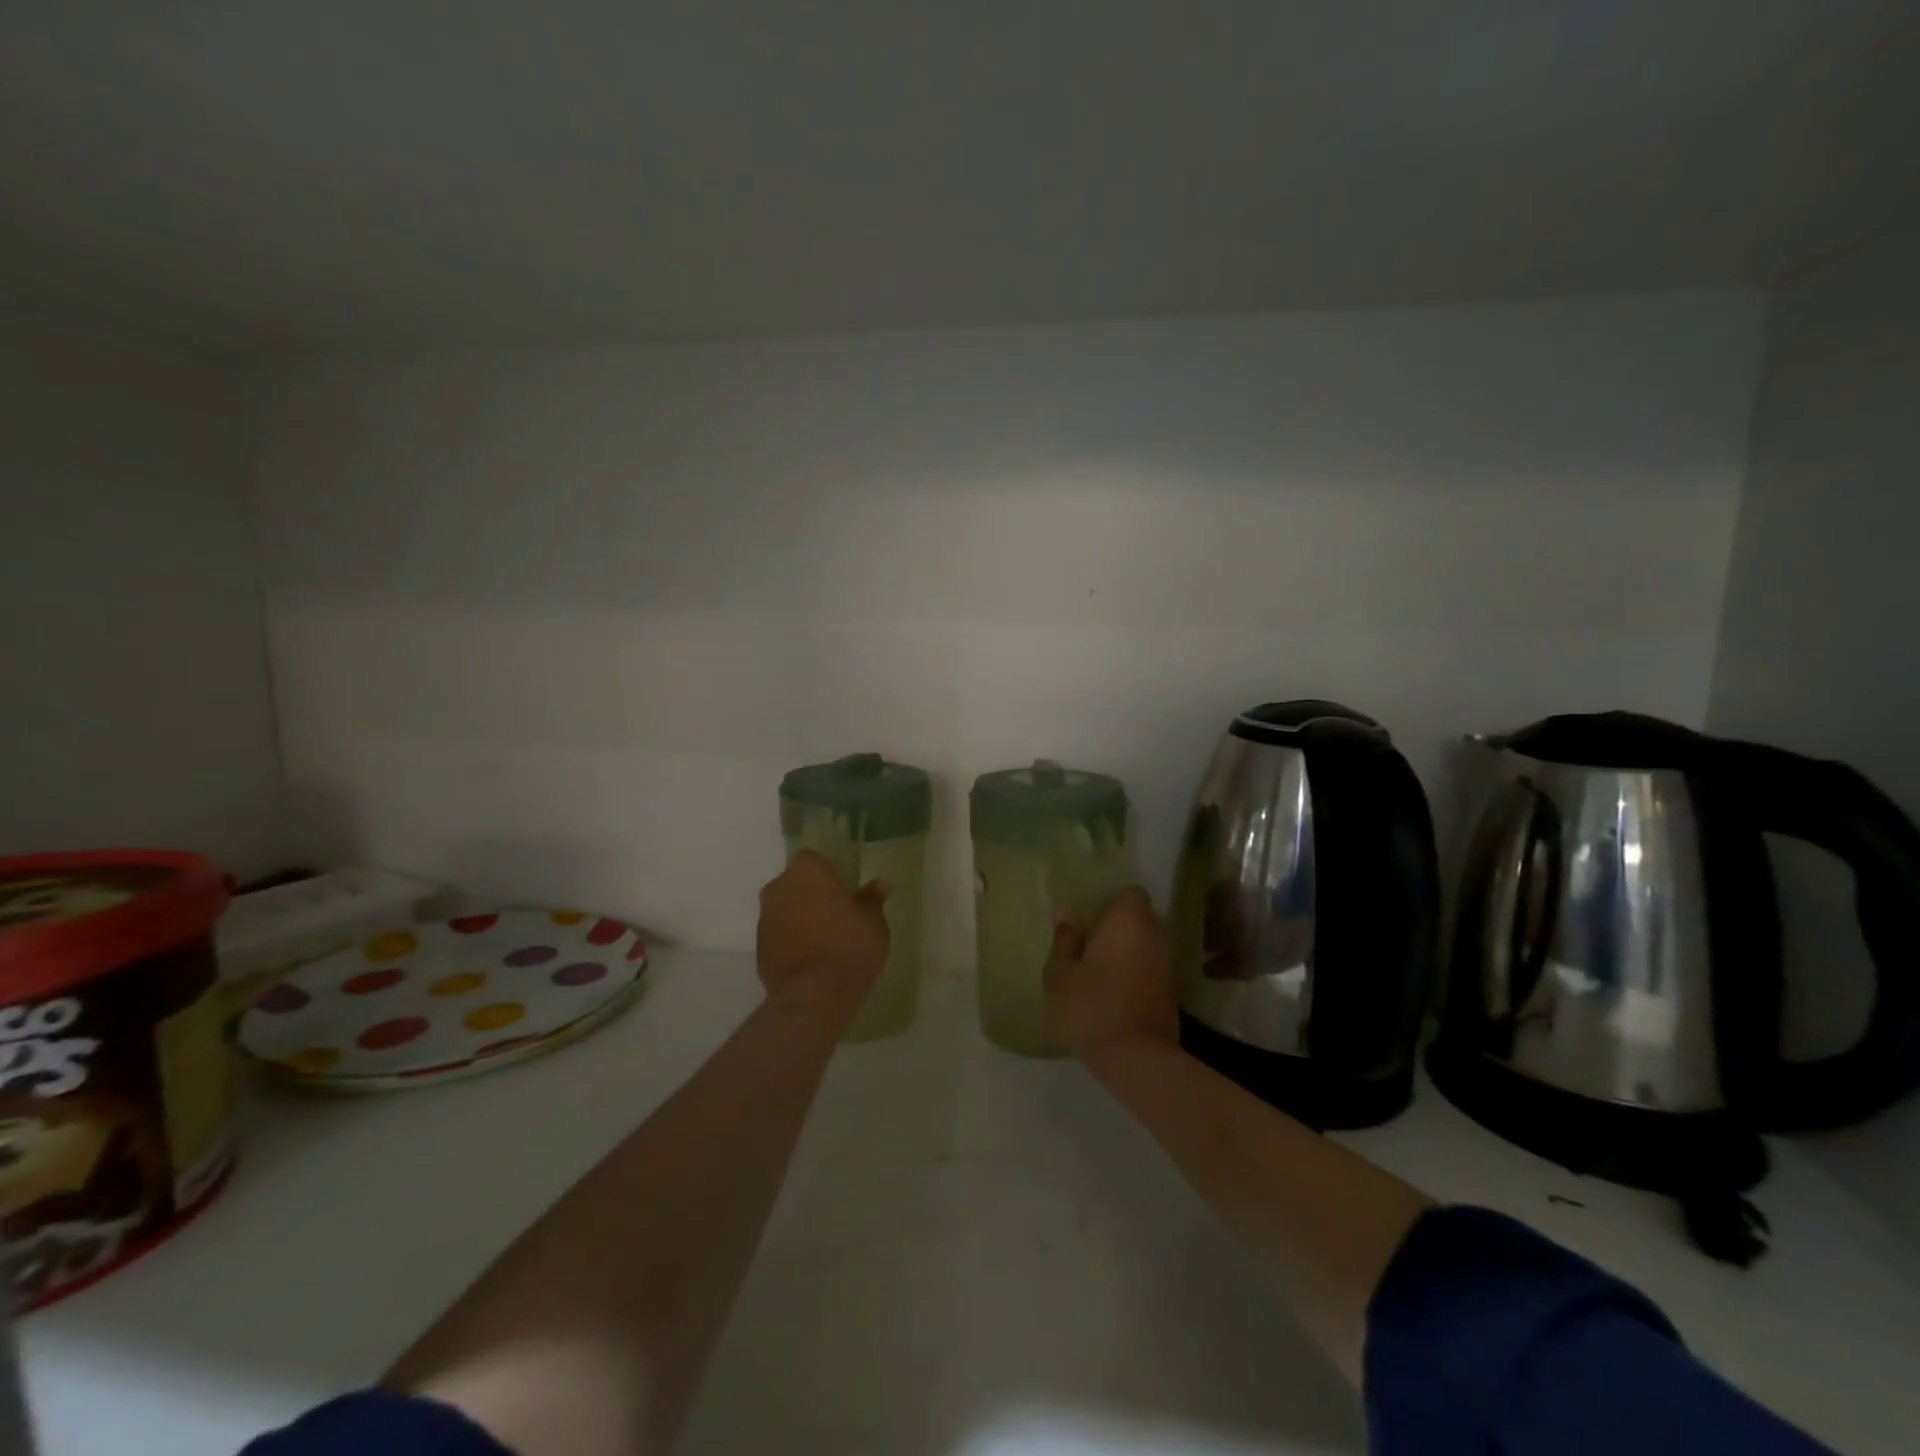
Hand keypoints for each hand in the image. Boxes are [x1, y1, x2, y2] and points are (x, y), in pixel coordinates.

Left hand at [756, 851, 889, 1014]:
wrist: (817, 993)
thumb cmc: (850, 944)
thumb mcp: (873, 920)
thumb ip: (872, 898)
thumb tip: (881, 884)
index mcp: (806, 871)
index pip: (813, 860)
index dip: (828, 874)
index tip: (843, 891)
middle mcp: (778, 888)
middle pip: (795, 884)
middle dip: (810, 895)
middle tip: (835, 915)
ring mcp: (764, 919)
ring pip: (784, 911)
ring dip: (798, 919)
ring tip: (824, 941)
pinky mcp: (758, 950)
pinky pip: (778, 937)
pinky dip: (790, 942)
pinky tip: (810, 960)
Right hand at [1044, 885, 1179, 1064]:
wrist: (1136, 1058)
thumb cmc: (1091, 1005)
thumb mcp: (1061, 973)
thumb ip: (1065, 938)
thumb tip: (1067, 912)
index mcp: (1129, 919)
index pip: (1130, 892)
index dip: (1110, 901)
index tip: (1089, 917)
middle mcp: (1155, 934)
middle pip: (1140, 917)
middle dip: (1119, 925)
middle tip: (1090, 942)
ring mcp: (1168, 963)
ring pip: (1147, 943)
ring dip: (1128, 950)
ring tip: (1100, 968)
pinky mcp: (1173, 991)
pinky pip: (1151, 967)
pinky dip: (1137, 971)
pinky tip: (1115, 989)